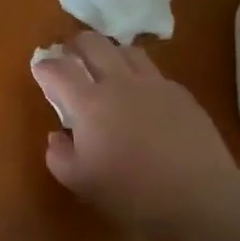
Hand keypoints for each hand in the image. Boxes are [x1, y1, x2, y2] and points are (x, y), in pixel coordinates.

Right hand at [31, 32, 239, 240]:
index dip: (45, 66)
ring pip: (128, 51)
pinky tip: (144, 97)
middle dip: (76, 44)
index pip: (58, 69)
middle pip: (94, 43)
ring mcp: (155, 85)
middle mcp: (120, 83)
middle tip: (71, 55)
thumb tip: (57, 136)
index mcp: (89, 102)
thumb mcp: (80, 181)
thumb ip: (59, 155)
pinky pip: (156, 74)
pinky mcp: (182, 95)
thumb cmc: (131, 191)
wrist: (199, 197)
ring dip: (112, 53)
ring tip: (108, 68)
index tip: (40, 69)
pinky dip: (142, 77)